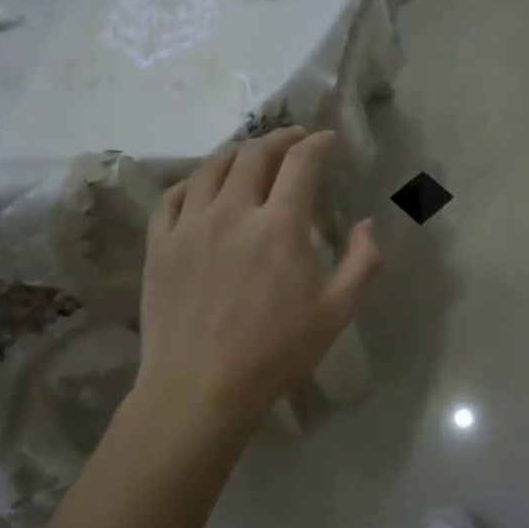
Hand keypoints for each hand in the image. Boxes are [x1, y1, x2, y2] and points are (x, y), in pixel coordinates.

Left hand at [130, 128, 382, 440]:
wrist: (200, 388)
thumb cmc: (277, 351)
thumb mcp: (338, 311)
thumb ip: (363, 261)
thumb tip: (368, 224)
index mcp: (280, 225)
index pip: (301, 163)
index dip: (318, 144)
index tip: (327, 140)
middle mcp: (233, 212)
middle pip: (254, 155)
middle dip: (279, 139)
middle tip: (294, 139)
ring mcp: (190, 225)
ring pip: (212, 168)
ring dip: (238, 153)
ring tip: (251, 155)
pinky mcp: (160, 245)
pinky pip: (173, 196)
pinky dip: (194, 181)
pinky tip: (203, 187)